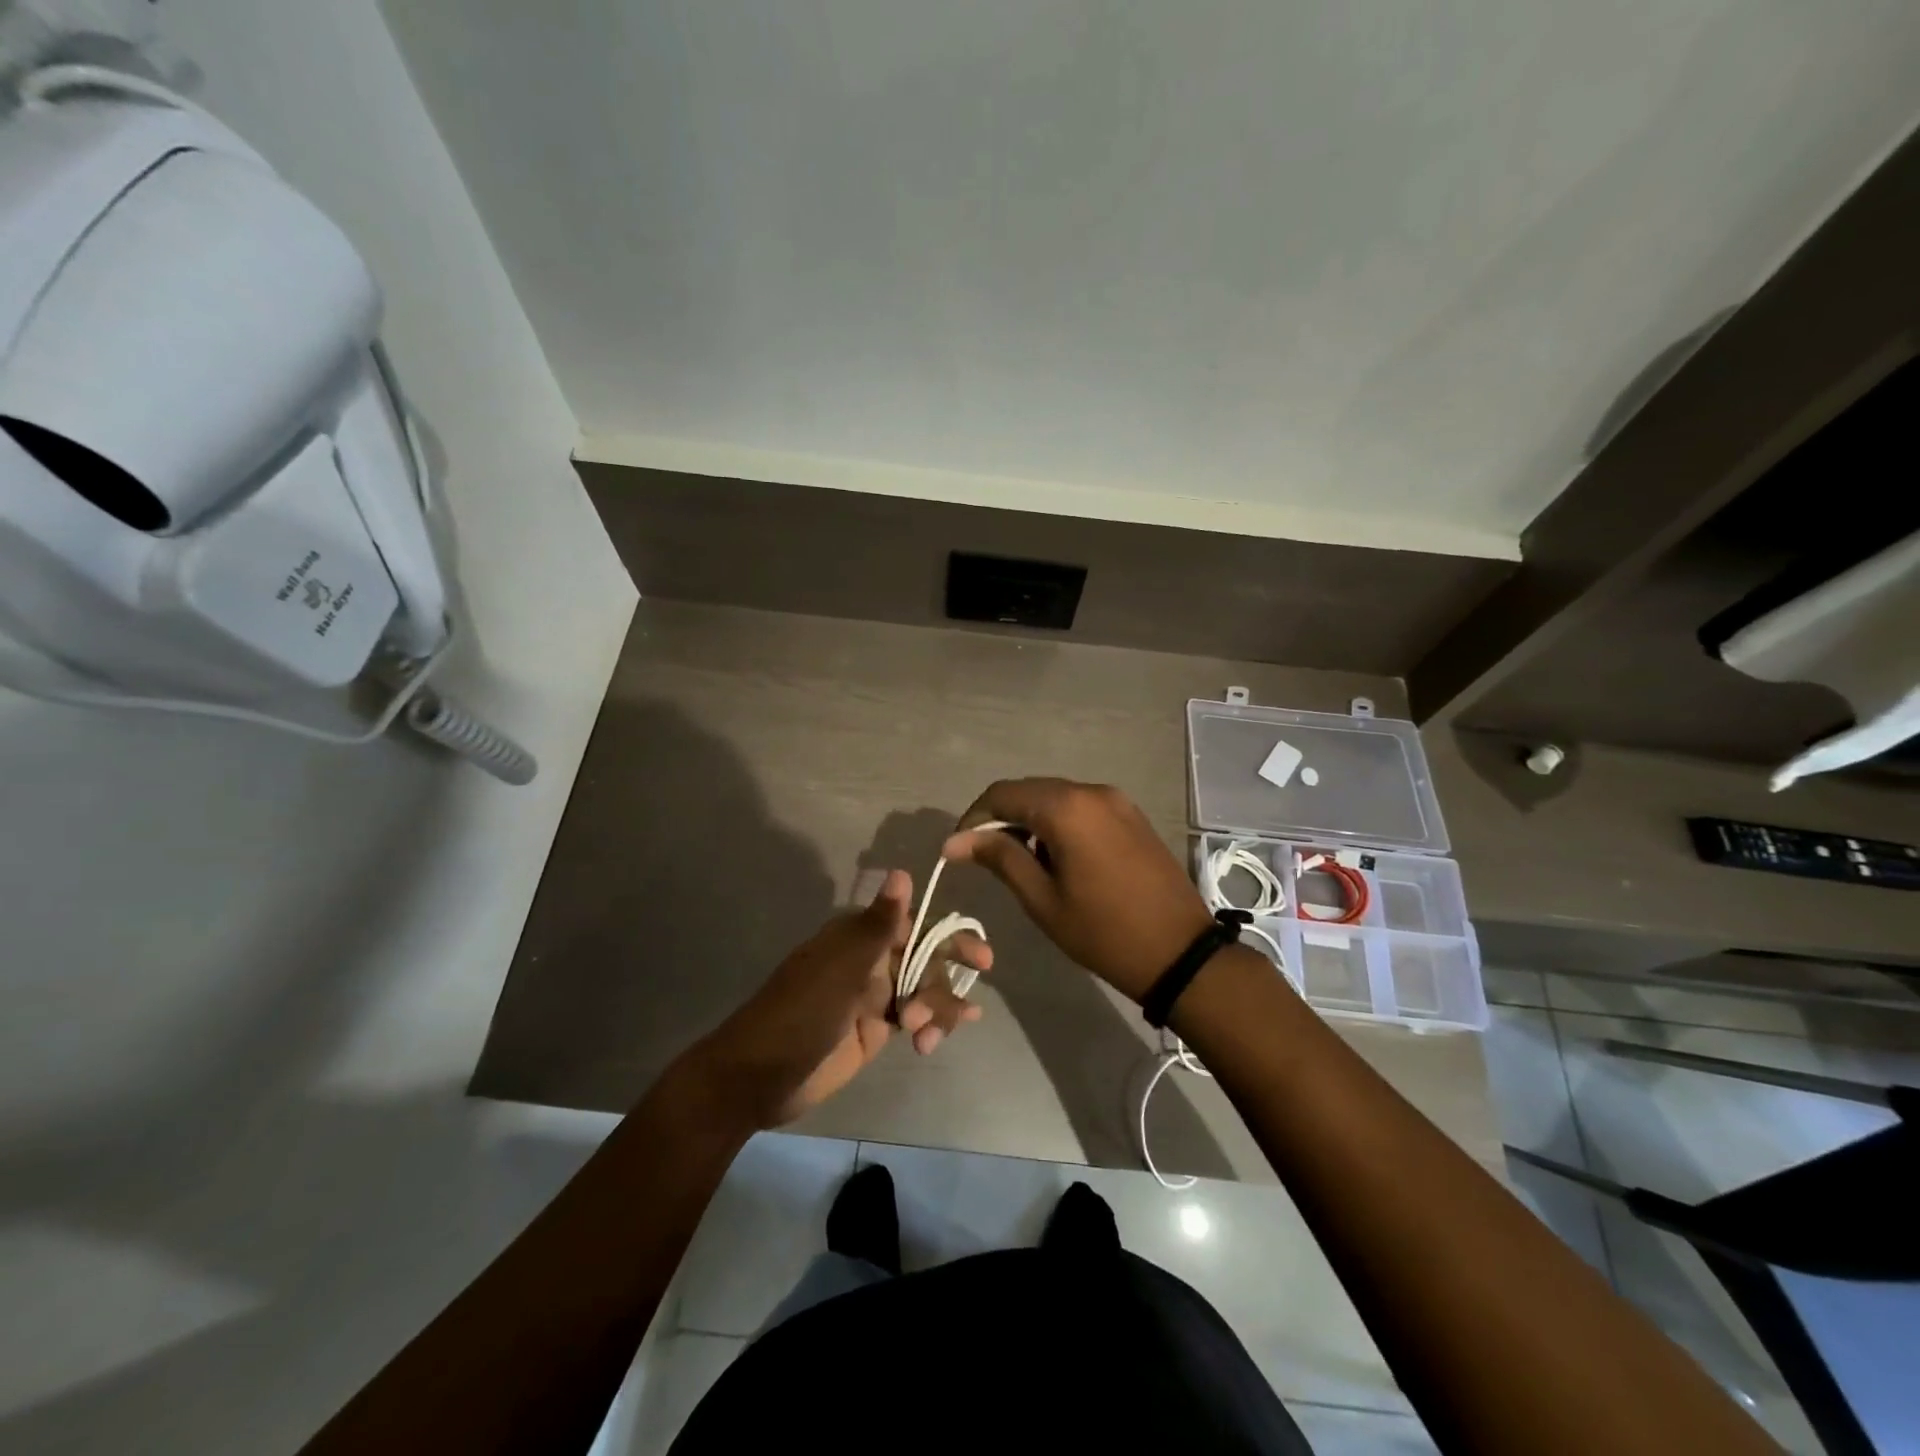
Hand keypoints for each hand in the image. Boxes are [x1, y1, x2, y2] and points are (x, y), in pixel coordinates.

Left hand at [684, 871, 990, 1129]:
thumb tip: (902, 872)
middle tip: (979, 980)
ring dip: (936, 1006)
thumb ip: (879, 923)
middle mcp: (869, 961)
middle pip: (924, 958)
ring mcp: (872, 997)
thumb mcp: (842, 966)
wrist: (759, 1076)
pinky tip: (938, 1040)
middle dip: (948, 972)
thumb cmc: (801, 1012)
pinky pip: (913, 1020)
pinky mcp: (874, 1030)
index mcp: (858, 938)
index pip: (914, 926)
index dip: (948, 936)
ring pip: (922, 990)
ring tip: (927, 1032)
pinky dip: (931, 1026)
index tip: (979, 955)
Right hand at [943, 779, 1211, 1002]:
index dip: (973, 818)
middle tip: (986, 858)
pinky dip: (1059, 822)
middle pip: (1029, 790)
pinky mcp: (1131, 814)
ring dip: (1030, 820)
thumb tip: (955, 841)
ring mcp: (1116, 800)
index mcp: (1066, 808)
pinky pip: (1081, 806)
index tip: (959, 849)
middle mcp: (1091, 791)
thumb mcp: (1042, 900)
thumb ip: (999, 858)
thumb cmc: (1103, 932)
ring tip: (1022, 862)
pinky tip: (1057, 857)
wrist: (1180, 952)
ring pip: (1055, 797)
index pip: (1002, 794)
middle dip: (1001, 818)